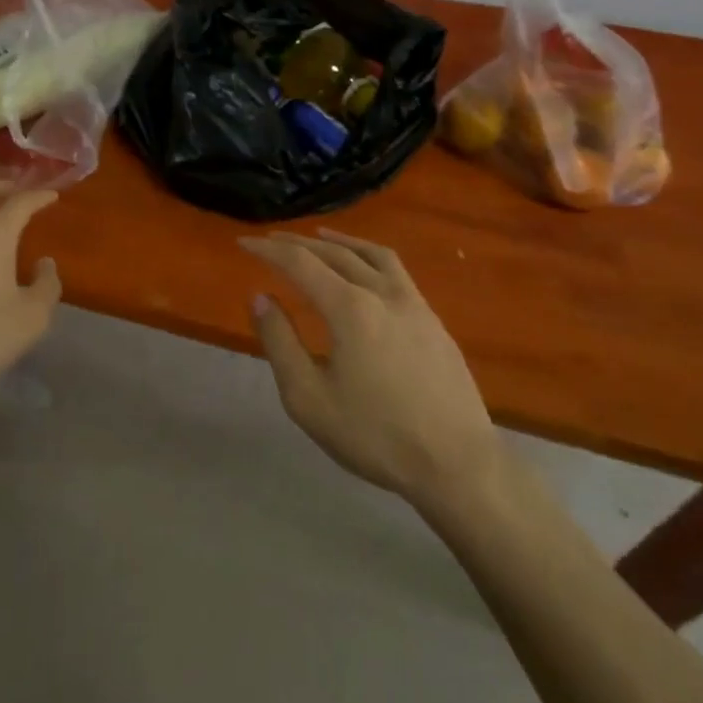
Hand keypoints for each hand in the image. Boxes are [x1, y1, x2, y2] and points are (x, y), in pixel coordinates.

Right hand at [242, 229, 499, 508]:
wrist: (458, 465)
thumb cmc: (376, 436)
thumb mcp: (309, 399)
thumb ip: (280, 343)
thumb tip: (260, 298)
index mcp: (349, 309)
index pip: (300, 263)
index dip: (269, 249)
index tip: (244, 242)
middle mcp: (381, 292)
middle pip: (334, 253)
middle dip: (298, 243)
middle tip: (271, 240)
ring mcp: (413, 303)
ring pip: (370, 254)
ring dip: (338, 241)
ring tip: (319, 237)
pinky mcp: (432, 319)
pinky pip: (395, 270)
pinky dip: (369, 256)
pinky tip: (365, 270)